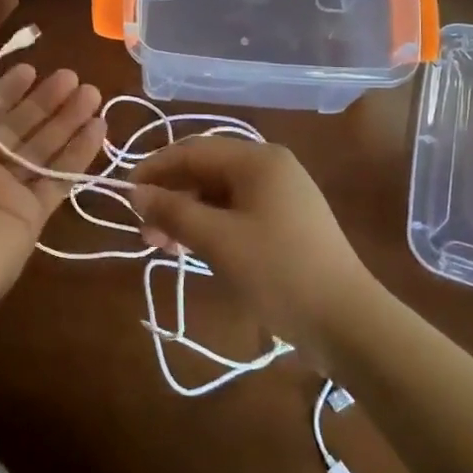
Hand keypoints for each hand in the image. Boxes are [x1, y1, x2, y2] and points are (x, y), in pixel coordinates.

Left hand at [0, 65, 104, 324]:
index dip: (8, 91)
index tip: (32, 69)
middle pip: (20, 127)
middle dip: (45, 101)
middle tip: (74, 77)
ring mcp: (9, 192)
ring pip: (44, 150)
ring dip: (68, 121)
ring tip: (93, 95)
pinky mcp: (33, 216)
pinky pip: (60, 180)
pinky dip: (79, 156)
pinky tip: (98, 129)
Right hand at [130, 139, 375, 366]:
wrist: (347, 321)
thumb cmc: (278, 272)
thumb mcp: (217, 240)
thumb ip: (172, 211)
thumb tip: (135, 193)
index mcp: (257, 159)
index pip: (191, 150)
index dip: (154, 170)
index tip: (125, 197)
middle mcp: (270, 167)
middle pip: (205, 171)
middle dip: (170, 197)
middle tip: (143, 231)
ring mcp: (281, 195)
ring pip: (218, 194)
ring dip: (187, 214)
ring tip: (162, 245)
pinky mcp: (285, 222)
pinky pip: (236, 212)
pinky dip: (209, 226)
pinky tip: (191, 248)